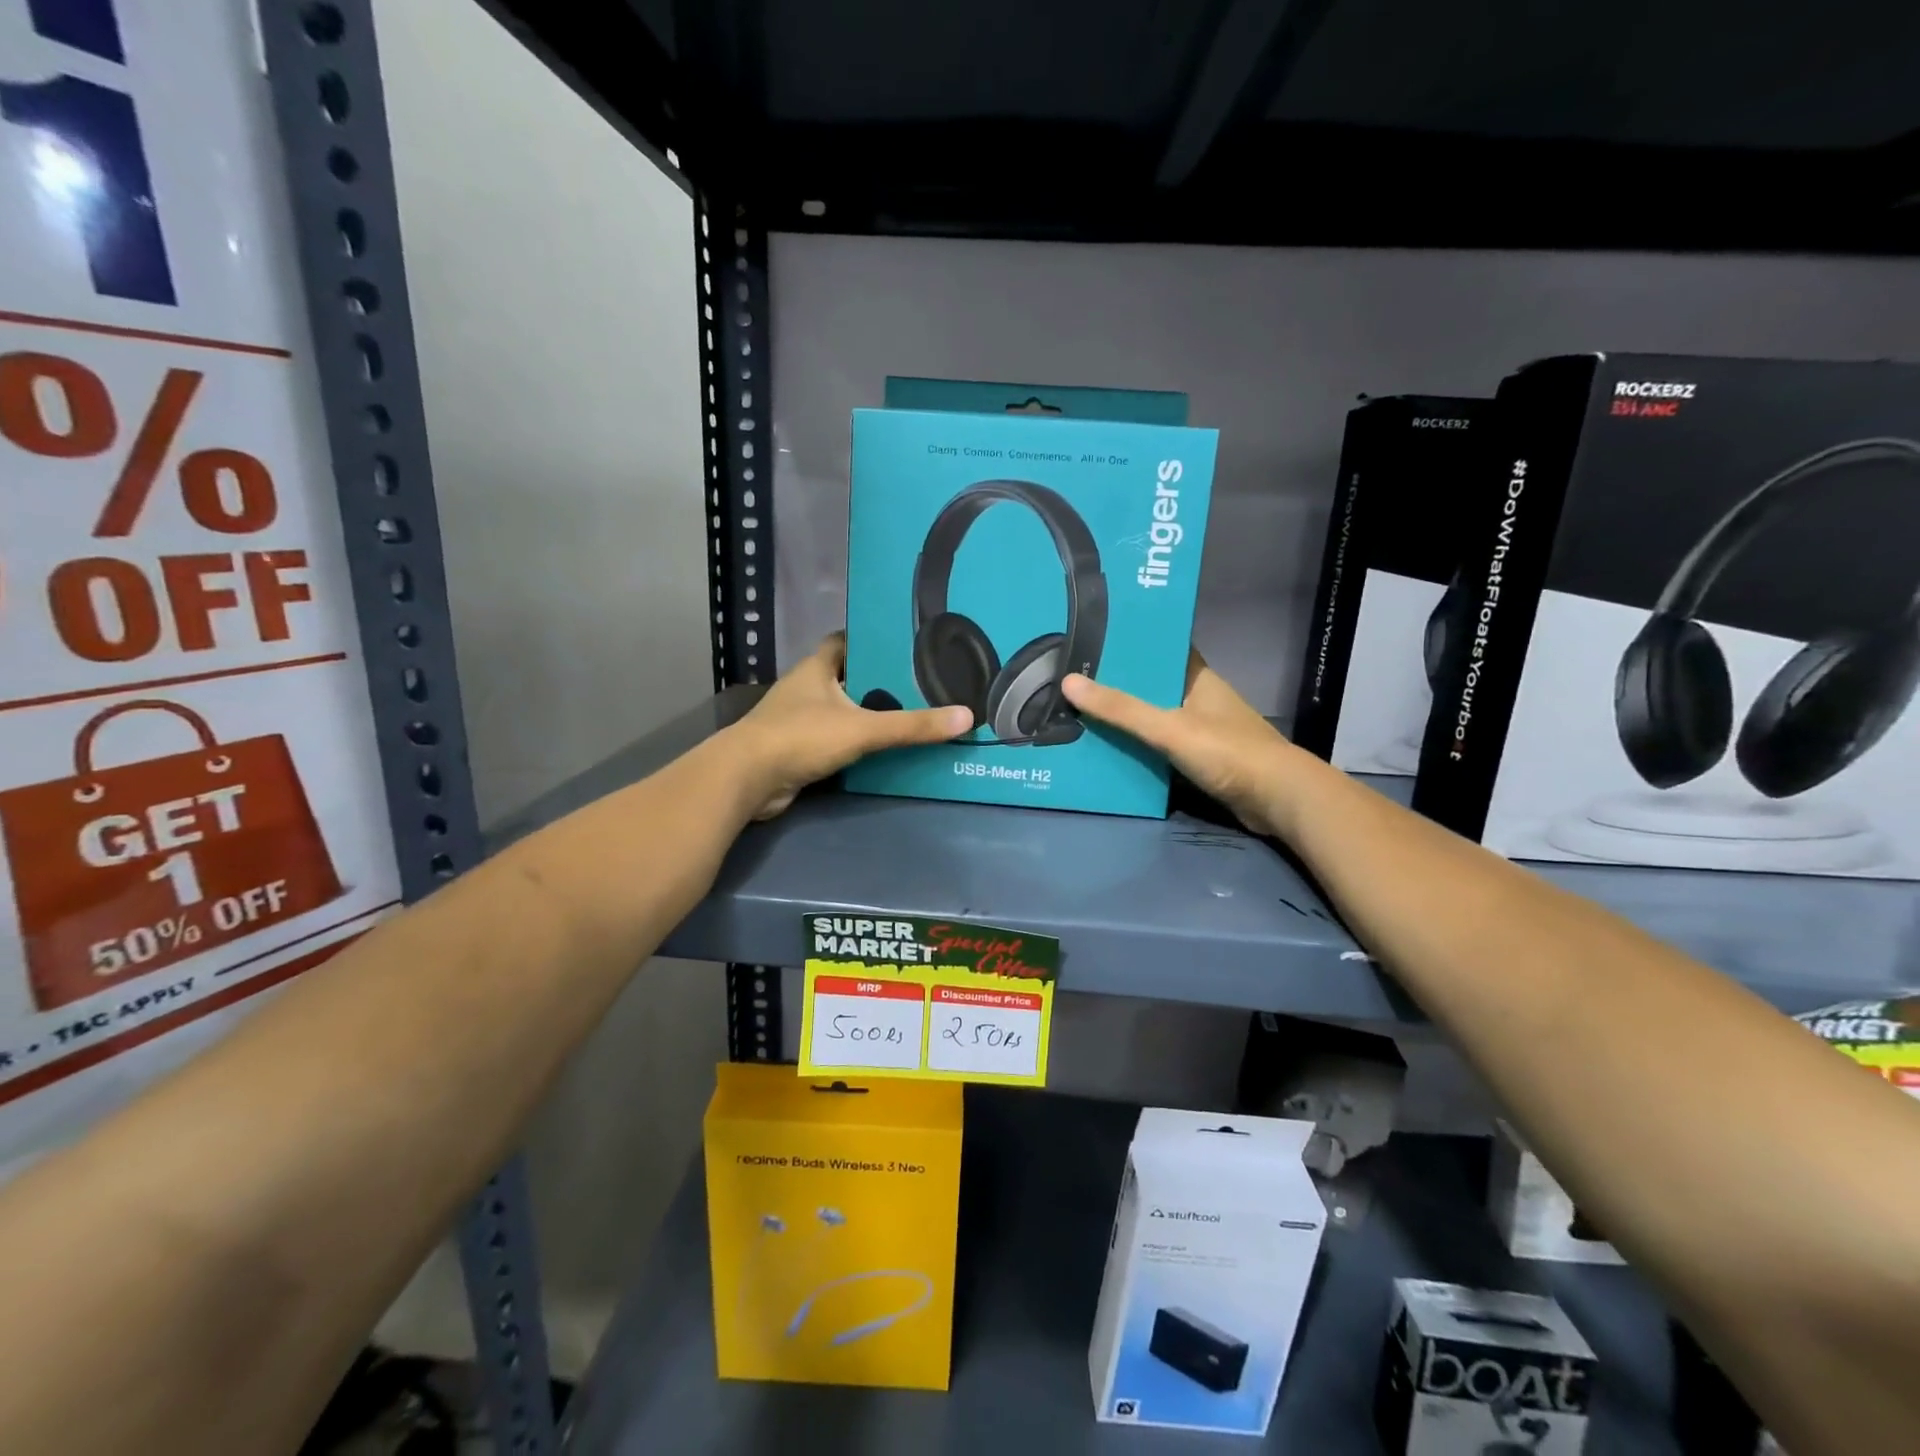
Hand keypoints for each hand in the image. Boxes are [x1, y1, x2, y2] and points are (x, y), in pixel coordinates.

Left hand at [728, 634, 971, 819]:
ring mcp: (798, 720)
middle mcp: (806, 688)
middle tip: (919, 684)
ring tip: (910, 714)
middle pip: (847, 676)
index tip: (904, 645)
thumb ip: (912, 725)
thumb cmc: (801, 737)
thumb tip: (966, 717)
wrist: (747, 780)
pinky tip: (881, 749)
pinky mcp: (797, 749)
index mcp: (816, 668)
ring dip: (867, 714)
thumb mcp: (863, 728)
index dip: (872, 640)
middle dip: (878, 681)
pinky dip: (855, 742)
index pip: (845, 641)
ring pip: (841, 710)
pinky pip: (834, 739)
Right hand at [1060, 651, 1303, 837]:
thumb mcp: (1168, 728)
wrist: (1278, 799)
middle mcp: (1200, 698)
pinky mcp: (1202, 758)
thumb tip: (1069, 682)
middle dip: (1118, 685)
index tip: (1093, 641)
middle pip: (1152, 685)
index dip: (1131, 644)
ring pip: (1155, 717)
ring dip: (1127, 719)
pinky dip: (1139, 746)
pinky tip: (1110, 749)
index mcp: (1198, 678)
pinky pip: (1162, 745)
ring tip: (1081, 713)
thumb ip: (1121, 709)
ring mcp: (1203, 729)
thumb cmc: (1227, 752)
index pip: (1161, 649)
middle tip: (1073, 681)